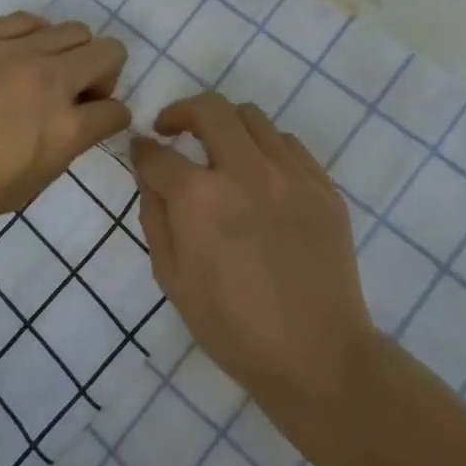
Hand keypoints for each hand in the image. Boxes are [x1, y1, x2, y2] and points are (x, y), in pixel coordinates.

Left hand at [0, 12, 129, 247]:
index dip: (113, 119)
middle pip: (109, 52)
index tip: (98, 124)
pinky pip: (29, 20)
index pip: (116, 110)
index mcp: (64, 128)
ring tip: (45, 74)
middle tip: (78, 96)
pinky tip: (17, 55)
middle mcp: (49, 80)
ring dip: (73, 53)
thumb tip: (76, 126)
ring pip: (74, 30)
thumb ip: (62, 150)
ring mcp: (15, 52)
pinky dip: (37, 36)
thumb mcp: (26, 187)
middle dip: (105, 76)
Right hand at [132, 92, 376, 411]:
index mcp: (201, 199)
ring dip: (226, 126)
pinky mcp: (323, 186)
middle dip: (181, 112)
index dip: (142, 150)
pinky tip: (261, 175)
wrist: (316, 356)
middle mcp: (246, 172)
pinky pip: (289, 144)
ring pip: (252, 118)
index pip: (159, 154)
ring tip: (220, 151)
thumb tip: (150, 174)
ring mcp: (291, 175)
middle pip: (209, 109)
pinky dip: (265, 148)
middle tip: (172, 129)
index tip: (141, 150)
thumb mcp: (172, 278)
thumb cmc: (232, 327)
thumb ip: (155, 216)